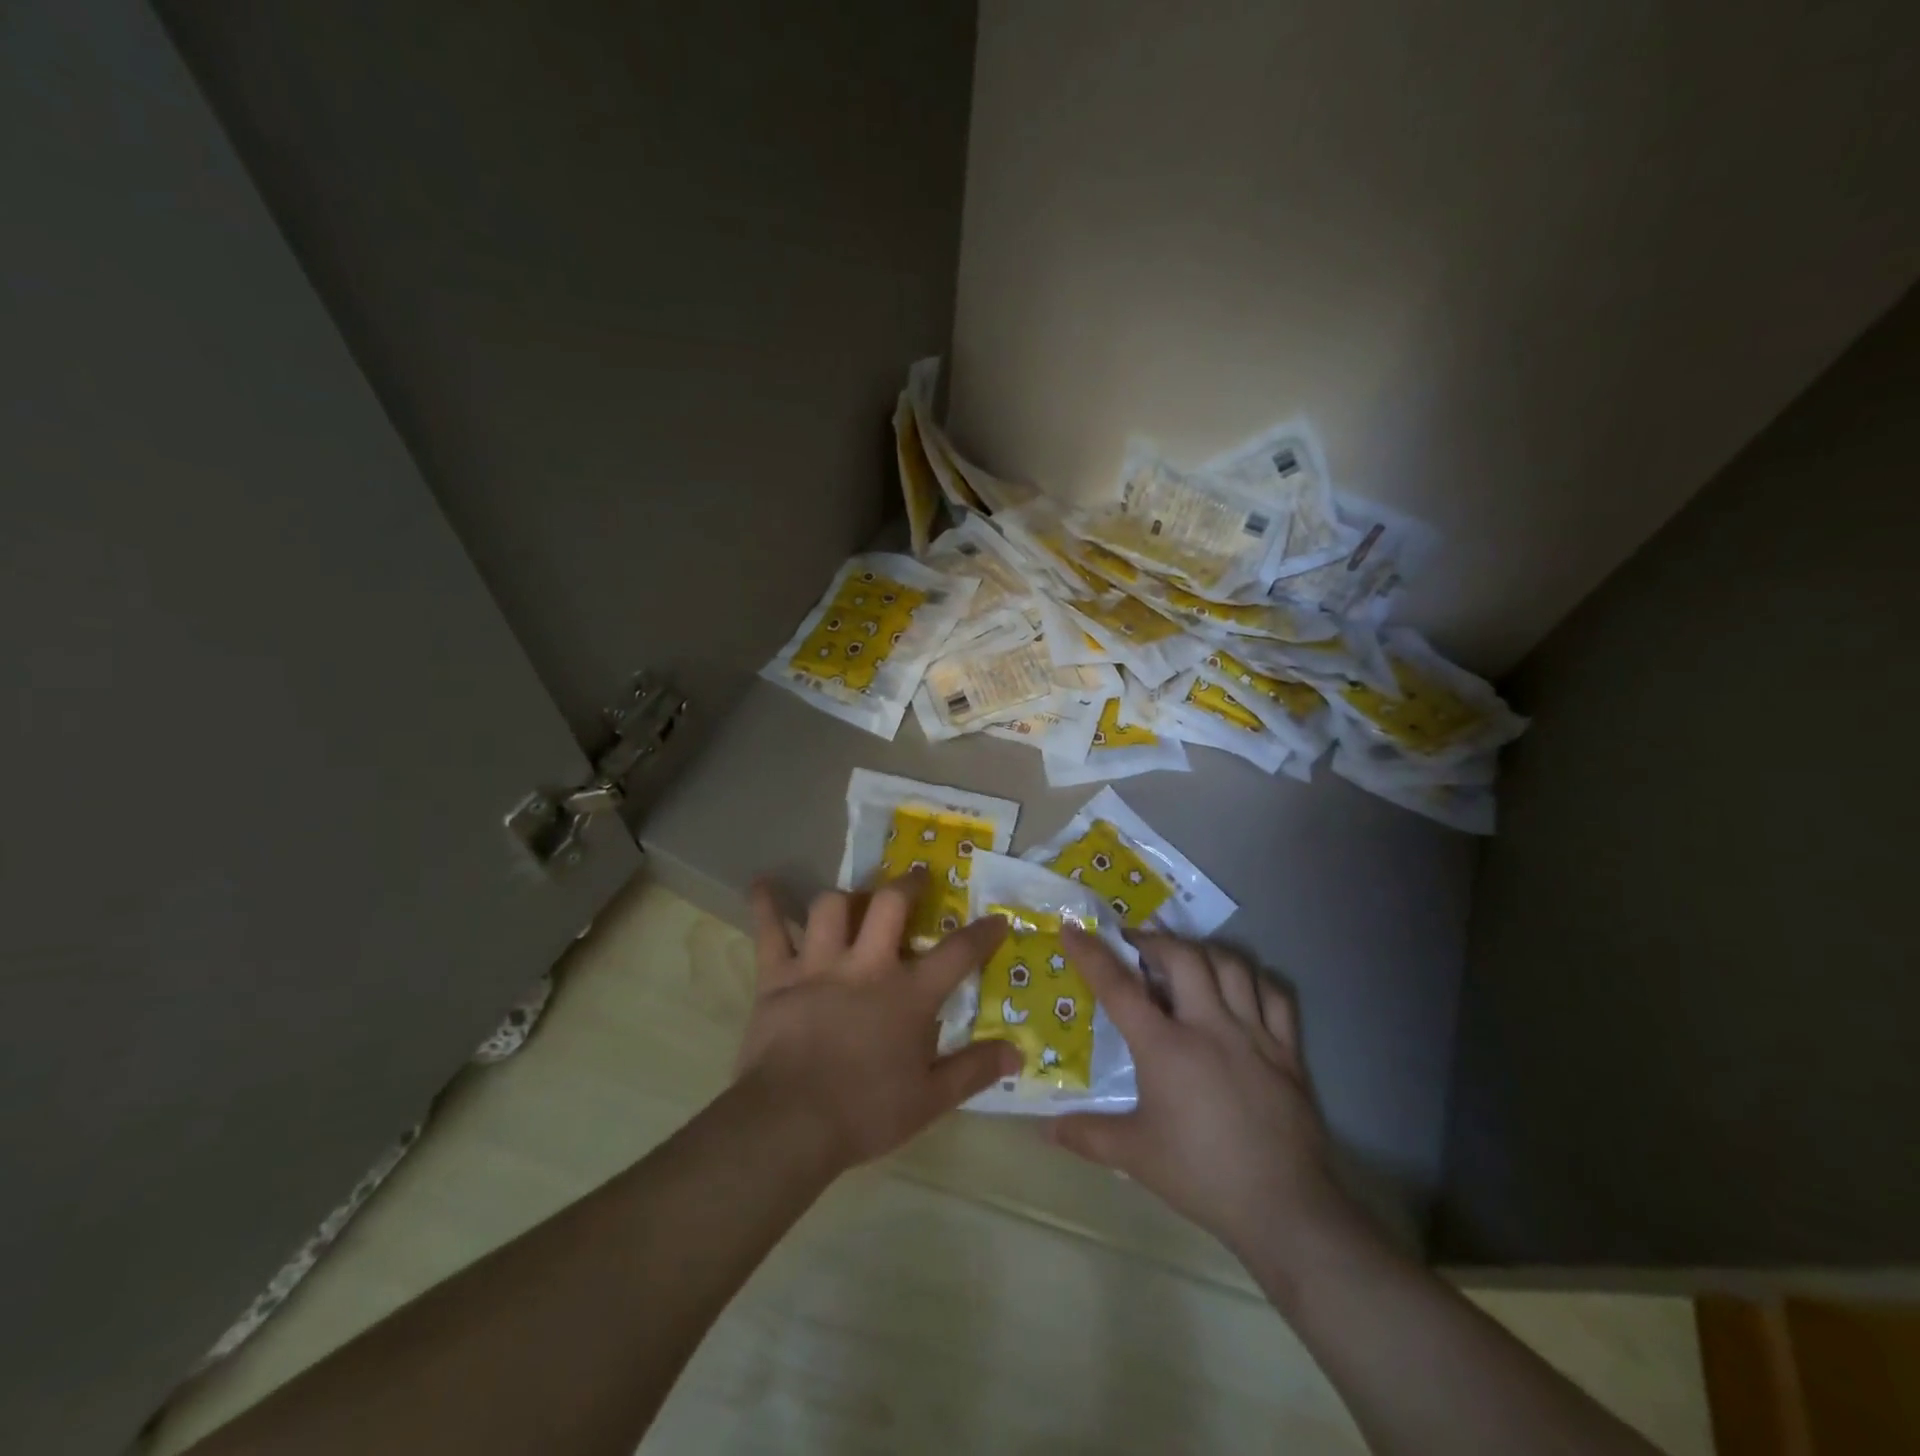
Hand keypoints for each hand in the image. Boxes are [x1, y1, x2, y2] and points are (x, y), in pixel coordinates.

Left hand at [735, 872, 1021, 1174]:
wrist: (790, 1124)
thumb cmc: (865, 1112)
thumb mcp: (930, 1100)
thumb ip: (974, 1070)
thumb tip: (1018, 1052)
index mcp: (908, 994)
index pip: (957, 953)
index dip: (982, 934)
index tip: (997, 919)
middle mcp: (866, 965)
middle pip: (890, 904)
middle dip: (908, 884)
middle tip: (917, 877)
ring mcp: (818, 965)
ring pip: (832, 906)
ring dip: (846, 896)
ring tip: (854, 898)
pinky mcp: (777, 976)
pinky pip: (770, 930)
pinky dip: (766, 904)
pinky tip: (762, 884)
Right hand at [1052, 929, 1352, 1259]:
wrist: (1284, 1209)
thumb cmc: (1201, 1175)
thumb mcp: (1134, 1156)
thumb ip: (1086, 1136)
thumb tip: (1044, 1130)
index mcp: (1165, 1047)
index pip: (1119, 987)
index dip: (1092, 954)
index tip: (1073, 929)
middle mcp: (1209, 1026)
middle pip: (1182, 957)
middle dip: (1154, 941)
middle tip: (1137, 947)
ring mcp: (1253, 1034)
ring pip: (1230, 965)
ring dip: (1203, 953)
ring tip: (1185, 960)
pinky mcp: (1287, 1050)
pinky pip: (1274, 995)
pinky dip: (1253, 980)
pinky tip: (1239, 988)